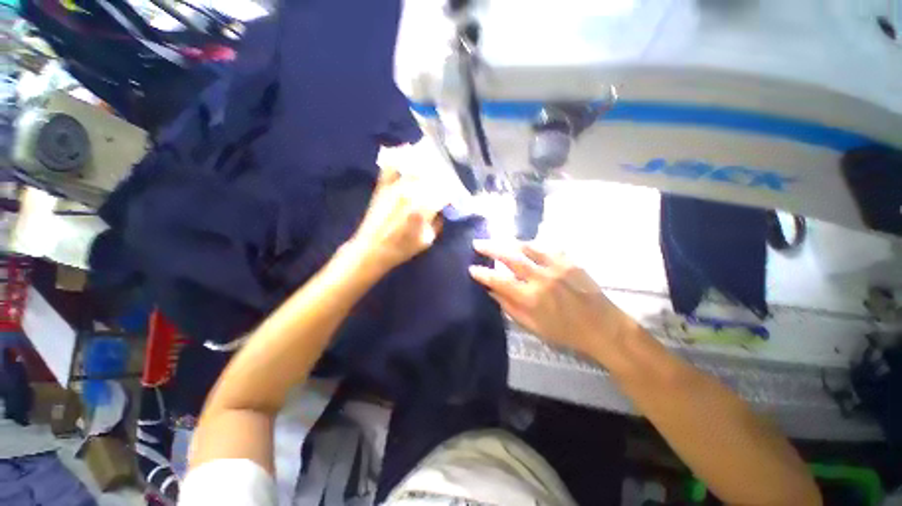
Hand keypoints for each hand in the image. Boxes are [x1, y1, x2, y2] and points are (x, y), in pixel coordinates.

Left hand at [347, 167, 446, 273]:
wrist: (370, 250)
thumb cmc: (401, 248)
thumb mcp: (427, 241)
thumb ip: (438, 222)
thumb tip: (442, 210)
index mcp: (422, 207)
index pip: (444, 192)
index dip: (452, 193)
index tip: (455, 196)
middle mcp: (409, 192)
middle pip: (431, 176)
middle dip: (442, 177)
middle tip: (448, 179)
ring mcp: (394, 187)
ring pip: (414, 168)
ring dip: (426, 165)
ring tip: (434, 164)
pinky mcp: (383, 186)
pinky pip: (391, 167)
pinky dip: (399, 158)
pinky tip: (407, 151)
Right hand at [469, 240, 632, 361]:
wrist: (603, 327)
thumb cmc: (565, 332)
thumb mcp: (533, 327)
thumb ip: (509, 307)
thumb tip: (491, 291)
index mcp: (531, 298)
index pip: (499, 280)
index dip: (482, 273)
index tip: (472, 268)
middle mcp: (541, 278)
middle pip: (510, 257)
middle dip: (490, 248)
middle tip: (477, 244)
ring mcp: (556, 266)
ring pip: (527, 246)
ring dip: (508, 242)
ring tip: (497, 241)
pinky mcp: (569, 260)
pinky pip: (546, 247)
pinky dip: (531, 245)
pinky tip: (524, 245)